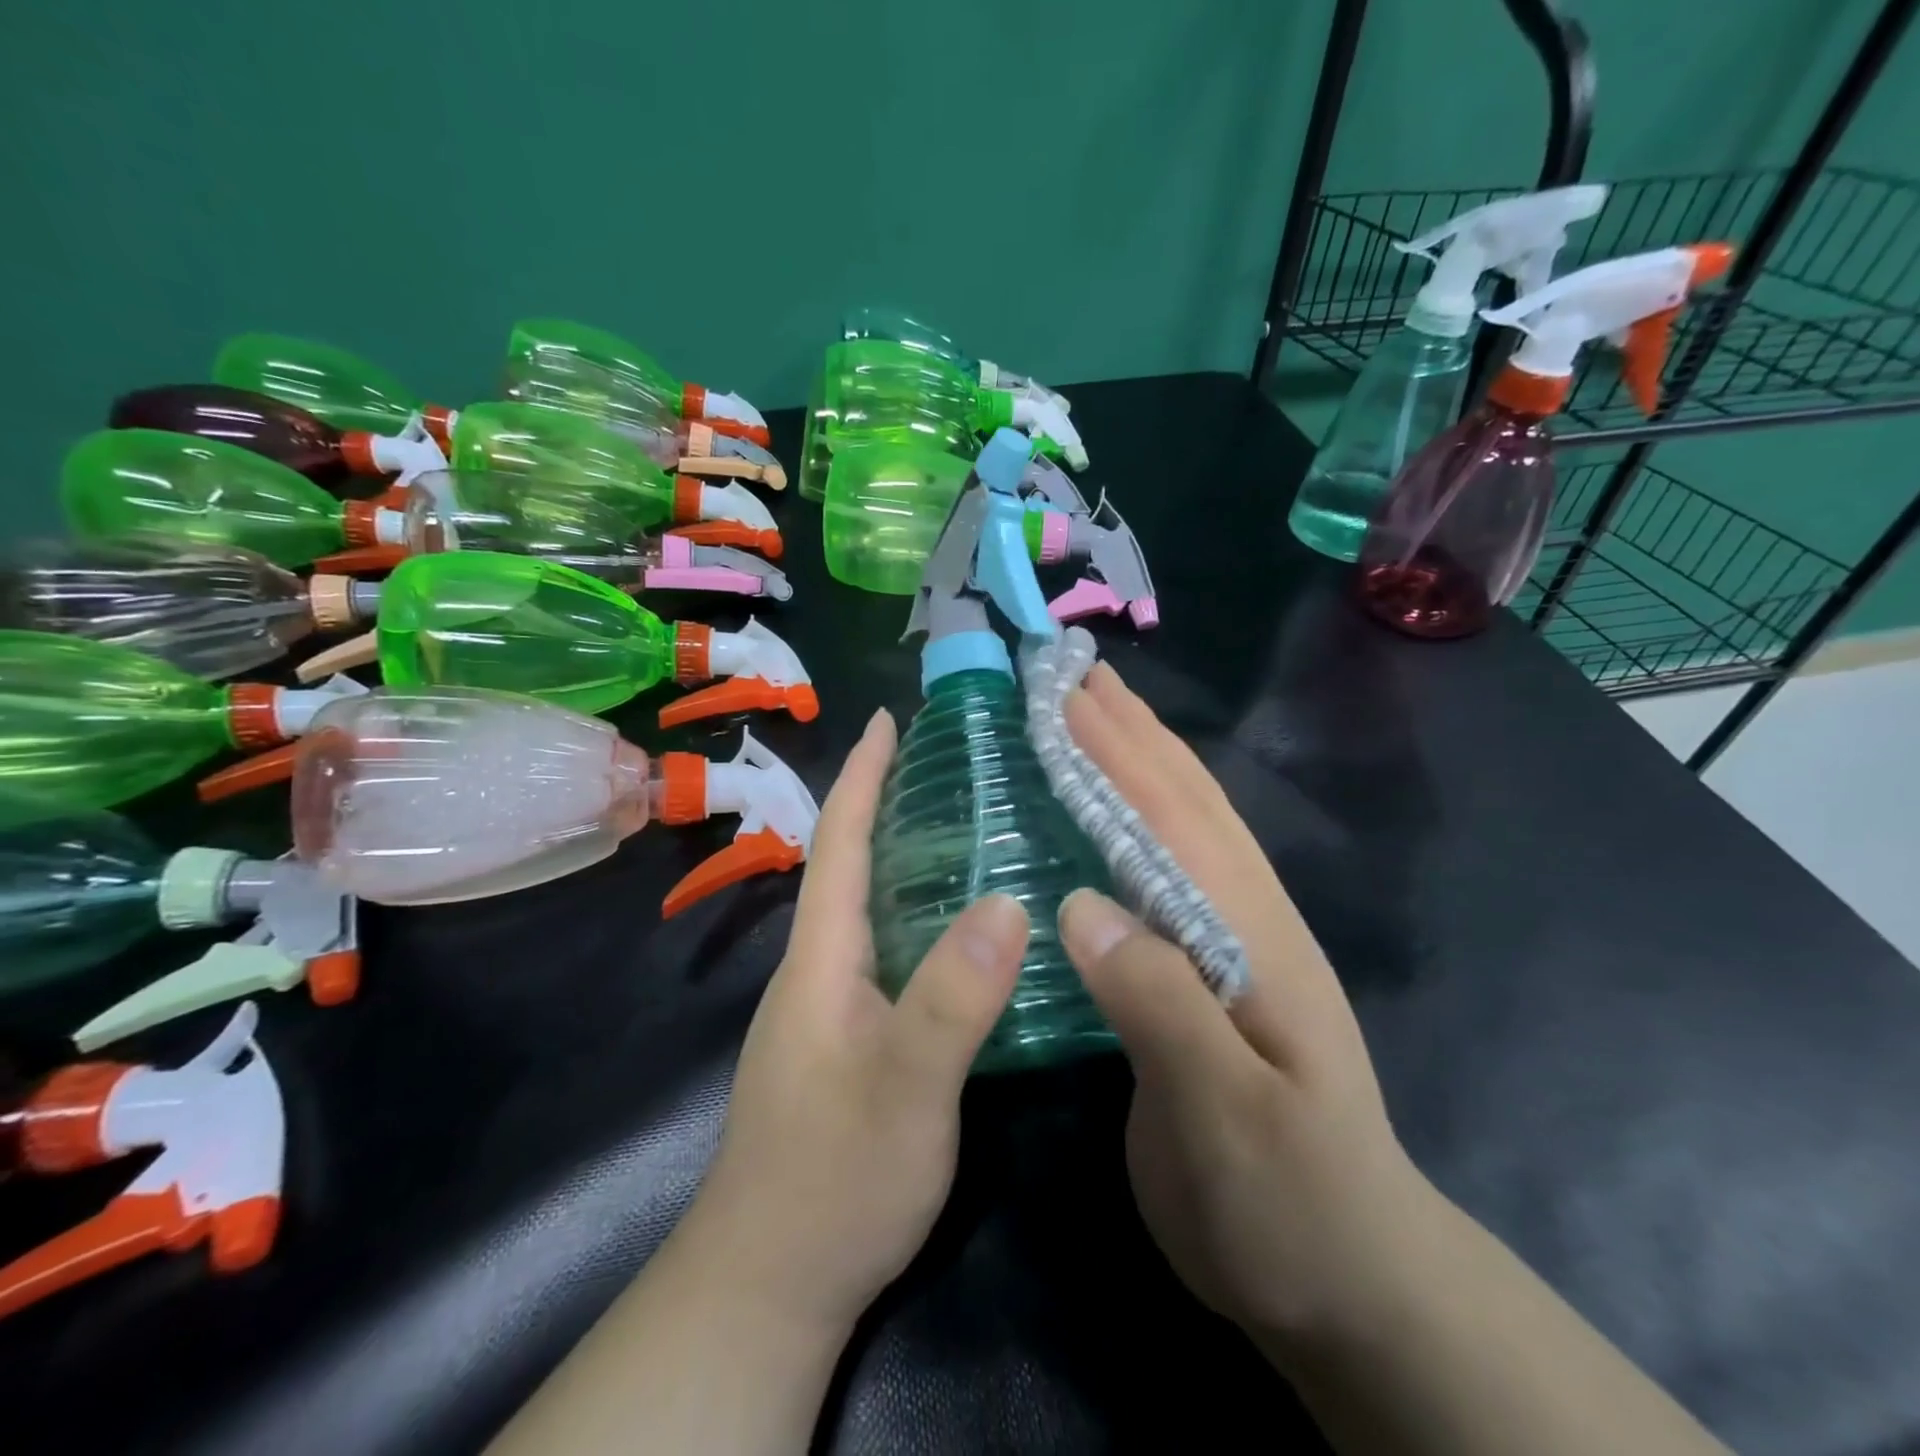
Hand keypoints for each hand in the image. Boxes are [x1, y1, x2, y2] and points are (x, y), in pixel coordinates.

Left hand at [683, 707, 1028, 1336]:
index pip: (840, 843)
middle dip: (889, 802)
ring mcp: (832, 1005)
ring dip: (907, 856)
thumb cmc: (834, 1178)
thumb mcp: (906, 1087)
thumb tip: (1008, 901)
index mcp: (823, 956)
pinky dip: (920, 914)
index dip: (862, 776)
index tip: (887, 718)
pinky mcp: (849, 1038)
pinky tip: (964, 927)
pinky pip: (888, 949)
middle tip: (952, 763)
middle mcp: (821, 966)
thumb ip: (953, 997)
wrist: (772, 1281)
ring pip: (871, 907)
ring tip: (970, 823)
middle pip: (853, 864)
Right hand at [1059, 664, 1437, 1353]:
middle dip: (1129, 730)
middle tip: (1070, 674)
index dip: (1118, 750)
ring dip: (1138, 760)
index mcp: (1251, 936)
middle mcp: (1245, 919)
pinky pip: (1165, 871)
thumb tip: (1081, 905)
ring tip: (1089, 714)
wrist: (1351, 1278)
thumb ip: (1161, 1005)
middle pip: (1185, 801)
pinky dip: (1135, 820)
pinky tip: (1106, 814)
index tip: (1064, 692)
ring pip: (1183, 827)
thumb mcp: (1225, 1118)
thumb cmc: (1289, 1202)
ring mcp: (1232, 943)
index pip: (1176, 819)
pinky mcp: (1208, 973)